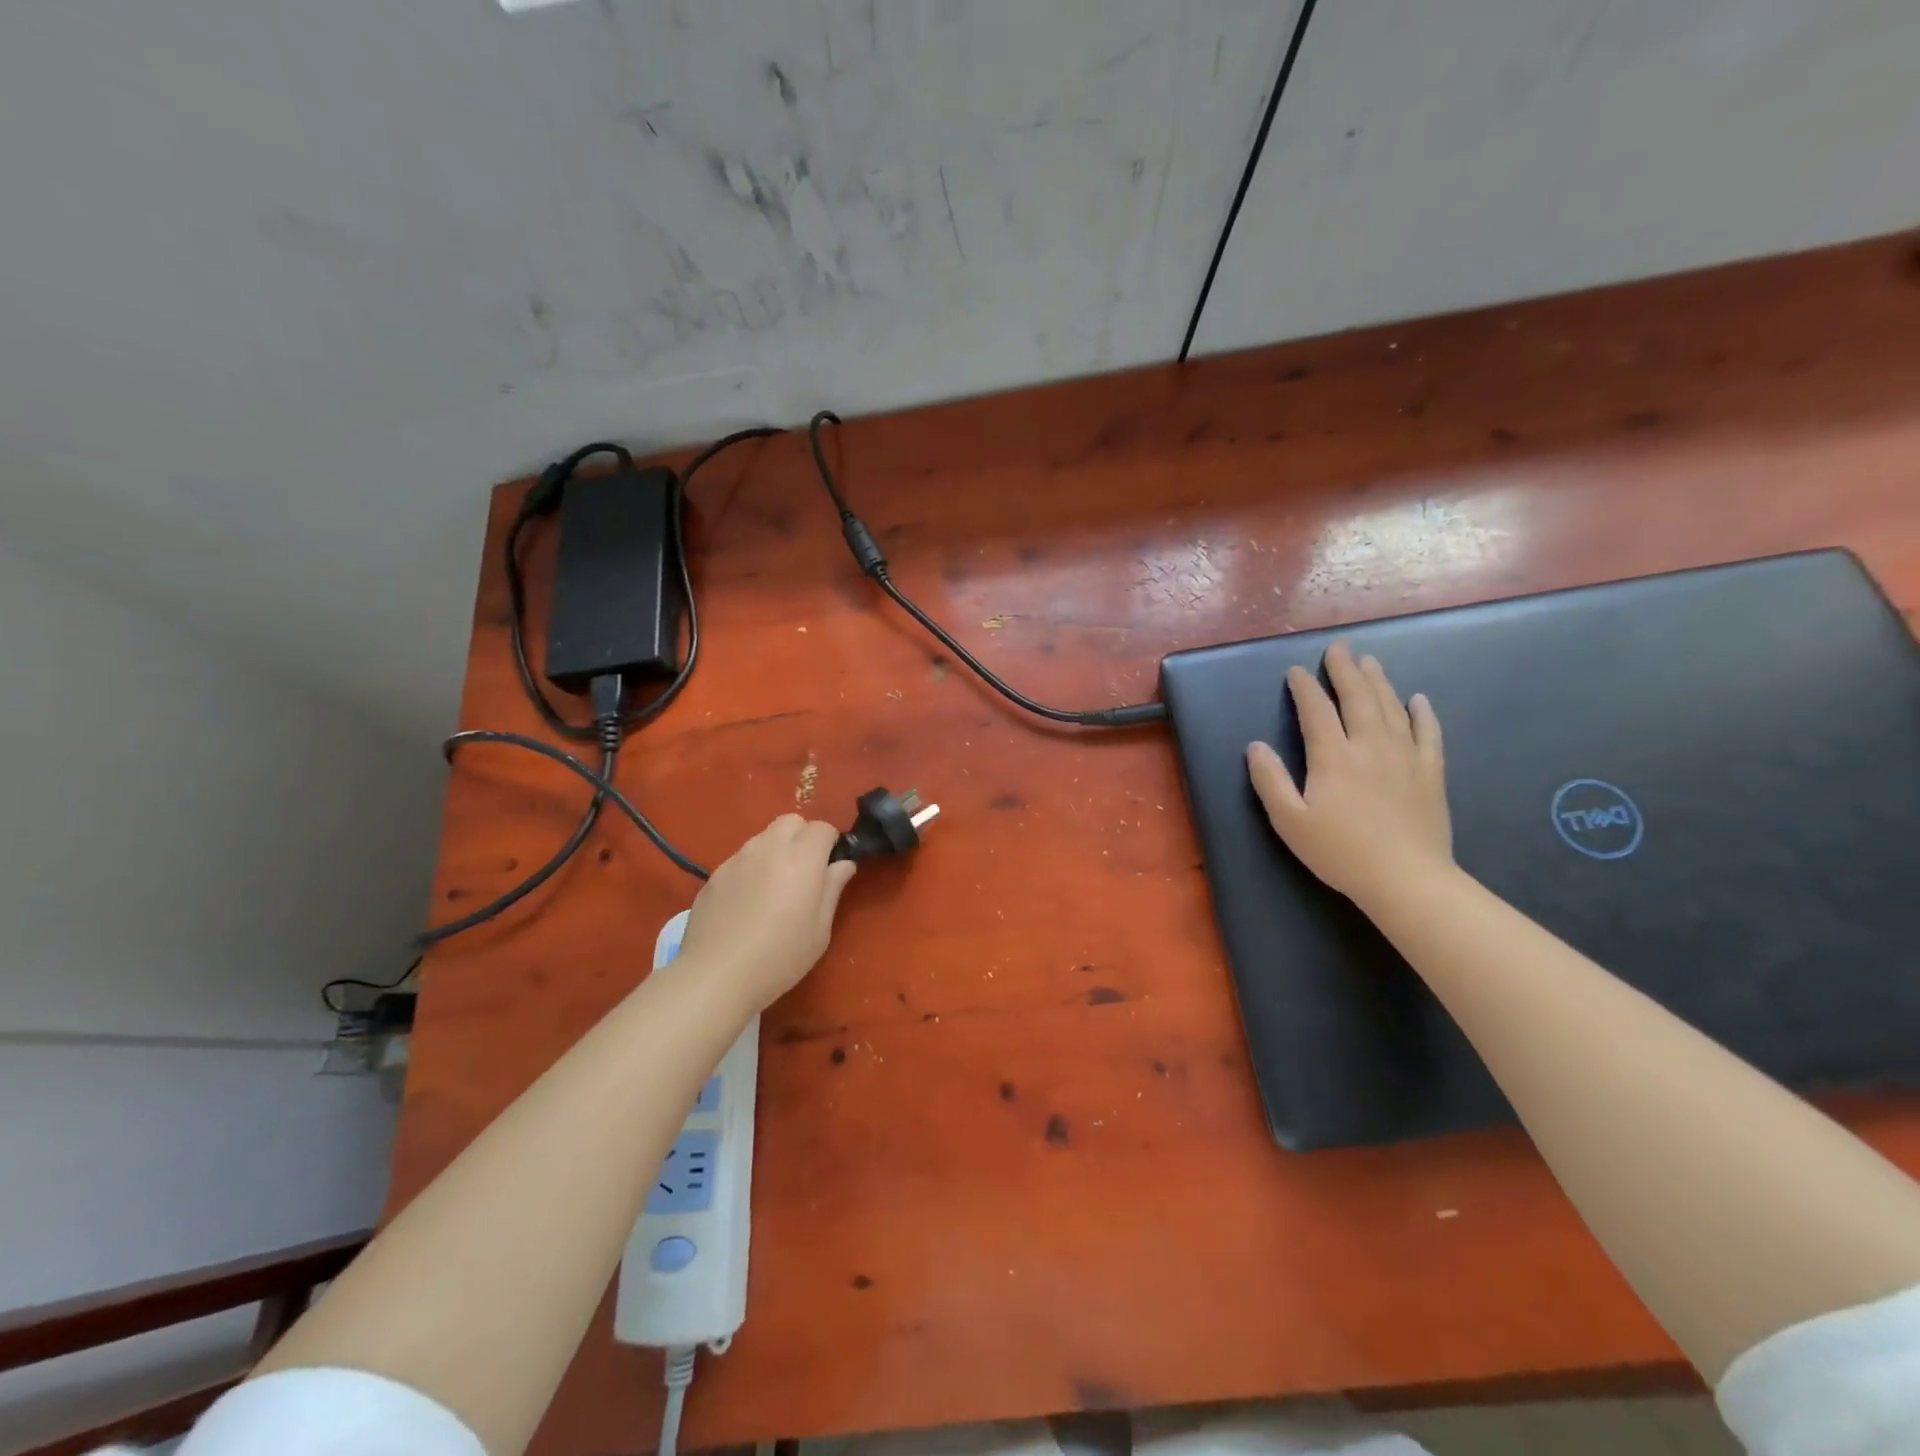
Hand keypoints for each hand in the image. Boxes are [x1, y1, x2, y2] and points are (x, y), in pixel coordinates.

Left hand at [674, 815, 857, 1012]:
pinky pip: (740, 859)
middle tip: (804, 872)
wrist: (717, 975)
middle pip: (791, 821)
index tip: (830, 868)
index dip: (830, 843)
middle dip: (802, 837)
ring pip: (763, 838)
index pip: (822, 828)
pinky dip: (751, 869)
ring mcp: (737, 859)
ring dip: (775, 851)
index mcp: (802, 858)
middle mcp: (768, 848)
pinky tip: (746, 904)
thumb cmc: (780, 956)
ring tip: (773, 889)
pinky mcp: (714, 875)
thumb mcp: (820, 929)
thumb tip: (843, 864)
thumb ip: (832, 889)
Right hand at [1246, 640, 1452, 910]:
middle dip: (1345, 669)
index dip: (1305, 687)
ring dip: (1378, 681)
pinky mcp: (1430, 773)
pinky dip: (1422, 713)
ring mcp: (1405, 757)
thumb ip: (1270, 780)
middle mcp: (1370, 746)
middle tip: (1339, 647)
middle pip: (1357, 698)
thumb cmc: (1340, 852)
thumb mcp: (1289, 821)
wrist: (1406, 879)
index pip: (1316, 710)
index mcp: (1333, 756)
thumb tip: (1255, 746)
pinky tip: (1417, 700)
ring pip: (1391, 708)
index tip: (1296, 671)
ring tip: (1369, 662)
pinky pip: (1429, 734)